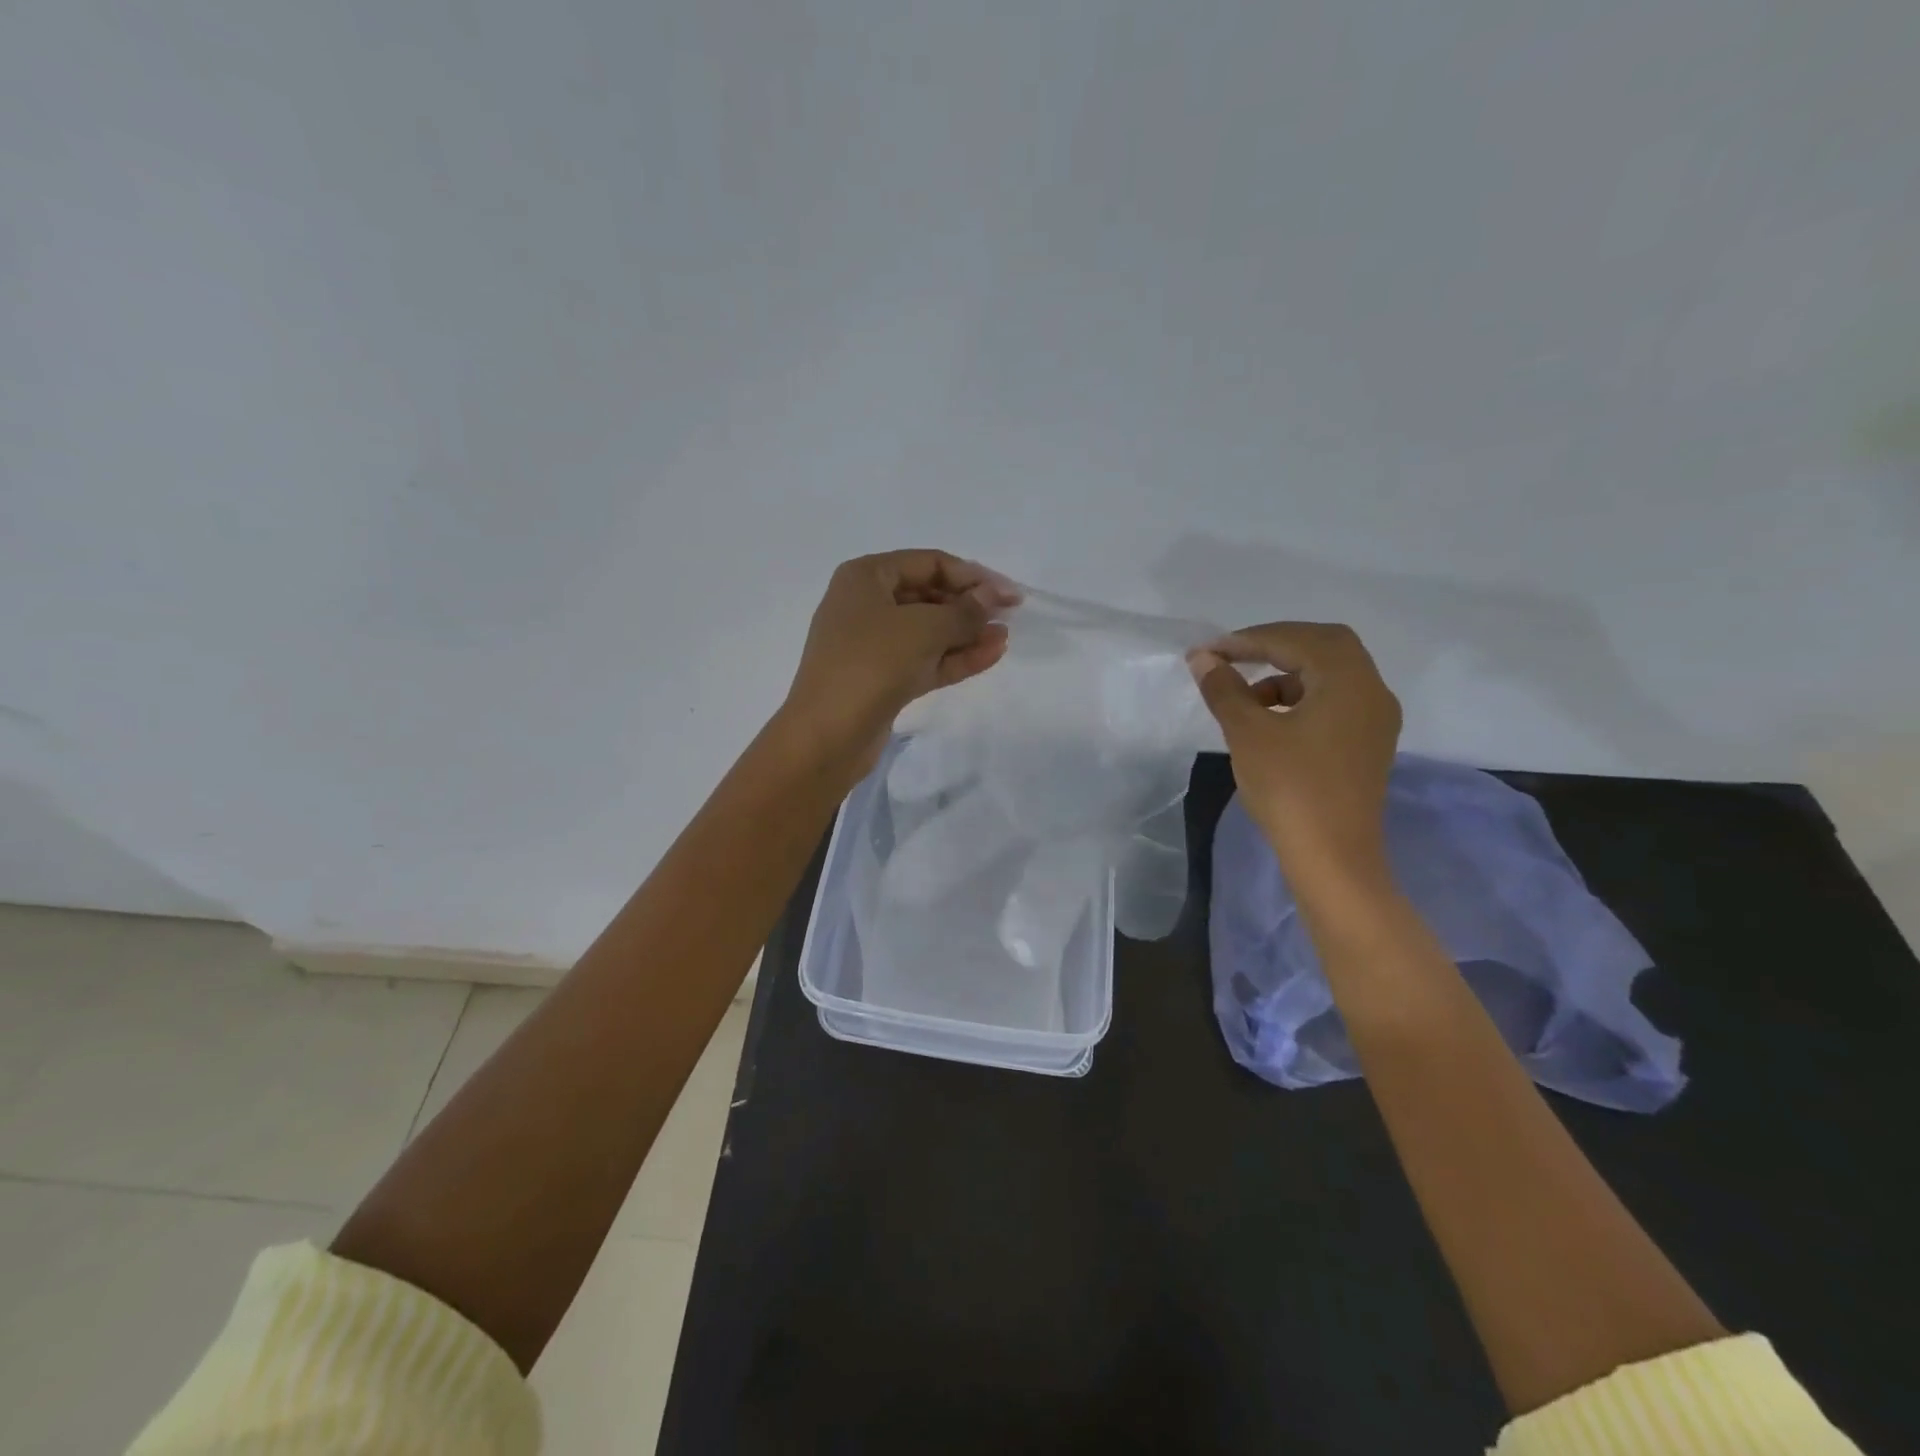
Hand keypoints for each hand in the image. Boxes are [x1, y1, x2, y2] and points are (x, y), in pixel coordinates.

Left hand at [779, 550, 1017, 774]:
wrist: (828, 734)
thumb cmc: (872, 663)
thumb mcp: (924, 628)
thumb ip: (964, 610)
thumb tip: (991, 596)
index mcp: (866, 577)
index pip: (928, 563)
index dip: (972, 575)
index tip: (1009, 593)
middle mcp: (866, 604)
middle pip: (928, 595)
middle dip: (969, 605)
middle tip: (1008, 615)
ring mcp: (873, 645)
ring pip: (929, 631)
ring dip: (966, 633)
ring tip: (1004, 637)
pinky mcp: (883, 679)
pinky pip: (925, 659)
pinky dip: (955, 656)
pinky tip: (991, 654)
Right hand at [1188, 623, 1401, 901]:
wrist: (1332, 857)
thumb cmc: (1289, 788)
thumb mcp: (1248, 733)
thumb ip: (1225, 689)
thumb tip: (1204, 659)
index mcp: (1349, 680)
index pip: (1297, 640)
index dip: (1249, 639)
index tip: (1209, 651)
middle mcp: (1372, 691)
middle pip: (1323, 647)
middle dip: (1274, 646)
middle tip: (1232, 657)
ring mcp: (1374, 719)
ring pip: (1330, 675)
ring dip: (1286, 673)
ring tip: (1244, 695)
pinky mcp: (1368, 744)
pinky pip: (1334, 701)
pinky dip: (1301, 697)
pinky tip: (1270, 719)